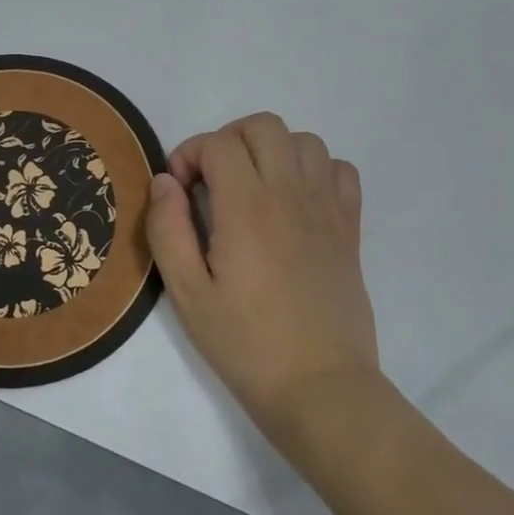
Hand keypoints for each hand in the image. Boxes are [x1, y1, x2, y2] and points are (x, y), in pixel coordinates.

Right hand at [145, 113, 381, 456]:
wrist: (320, 388)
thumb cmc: (246, 343)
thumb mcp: (187, 293)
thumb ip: (167, 229)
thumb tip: (164, 181)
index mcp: (247, 208)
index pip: (217, 143)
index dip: (189, 154)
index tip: (179, 190)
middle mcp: (290, 194)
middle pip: (263, 126)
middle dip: (228, 139)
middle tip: (211, 180)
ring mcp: (326, 209)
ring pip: (305, 140)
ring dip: (271, 150)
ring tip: (252, 186)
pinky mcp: (349, 229)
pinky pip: (341, 170)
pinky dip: (315, 170)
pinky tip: (295, 201)